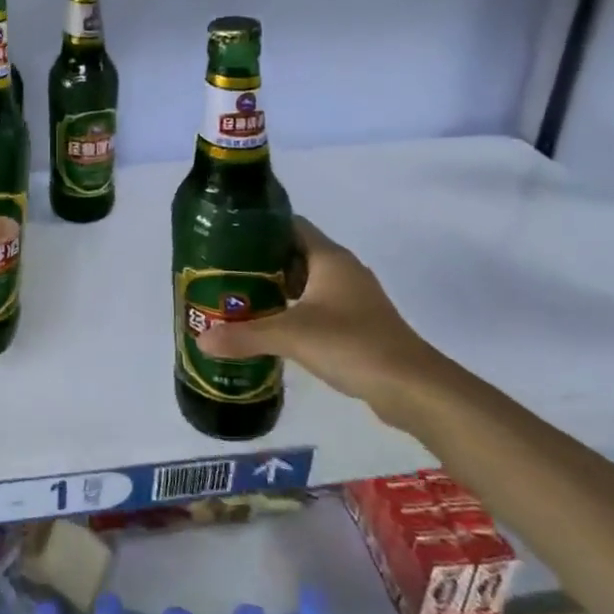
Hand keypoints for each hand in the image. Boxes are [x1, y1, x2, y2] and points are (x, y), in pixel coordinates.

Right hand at [197, 217, 450, 429]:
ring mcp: (353, 298)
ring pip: (306, 282)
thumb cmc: (352, 344)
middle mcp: (342, 271)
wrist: (412, 388)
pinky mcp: (357, 324)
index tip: (227, 236)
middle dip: (261, 261)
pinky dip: (293, 310)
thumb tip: (201, 339)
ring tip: (239, 297)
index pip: (290, 225)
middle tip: (224, 271)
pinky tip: (270, 325)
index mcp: (330, 258)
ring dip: (276, 288)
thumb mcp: (291, 336)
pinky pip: (317, 306)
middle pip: (295, 254)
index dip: (259, 227)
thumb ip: (245, 335)